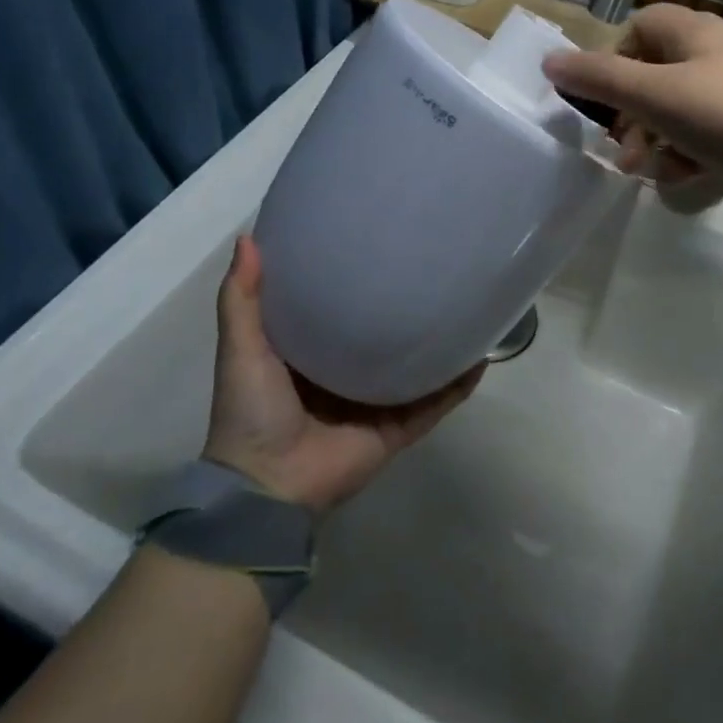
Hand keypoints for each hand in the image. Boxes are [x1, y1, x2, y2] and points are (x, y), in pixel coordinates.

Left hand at [201, 235, 482, 512]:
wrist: (268, 485)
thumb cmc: (252, 410)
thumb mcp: (241, 347)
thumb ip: (241, 298)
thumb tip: (248, 236)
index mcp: (310, 355)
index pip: (339, 309)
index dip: (354, 279)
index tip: (375, 241)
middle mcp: (347, 376)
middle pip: (383, 336)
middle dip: (405, 308)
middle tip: (432, 266)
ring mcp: (376, 404)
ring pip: (416, 368)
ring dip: (439, 345)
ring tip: (468, 305)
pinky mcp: (398, 429)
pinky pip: (435, 404)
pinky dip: (458, 385)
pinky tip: (481, 357)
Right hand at [544, 5, 722, 208]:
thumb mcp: (655, 96)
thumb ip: (600, 79)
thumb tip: (548, 62)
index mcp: (694, 33)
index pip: (639, 25)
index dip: (613, 59)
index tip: (605, 101)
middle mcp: (719, 52)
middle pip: (657, 74)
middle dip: (632, 116)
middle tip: (624, 155)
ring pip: (681, 109)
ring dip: (657, 141)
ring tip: (653, 174)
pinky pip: (710, 133)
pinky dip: (691, 154)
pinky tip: (688, 180)